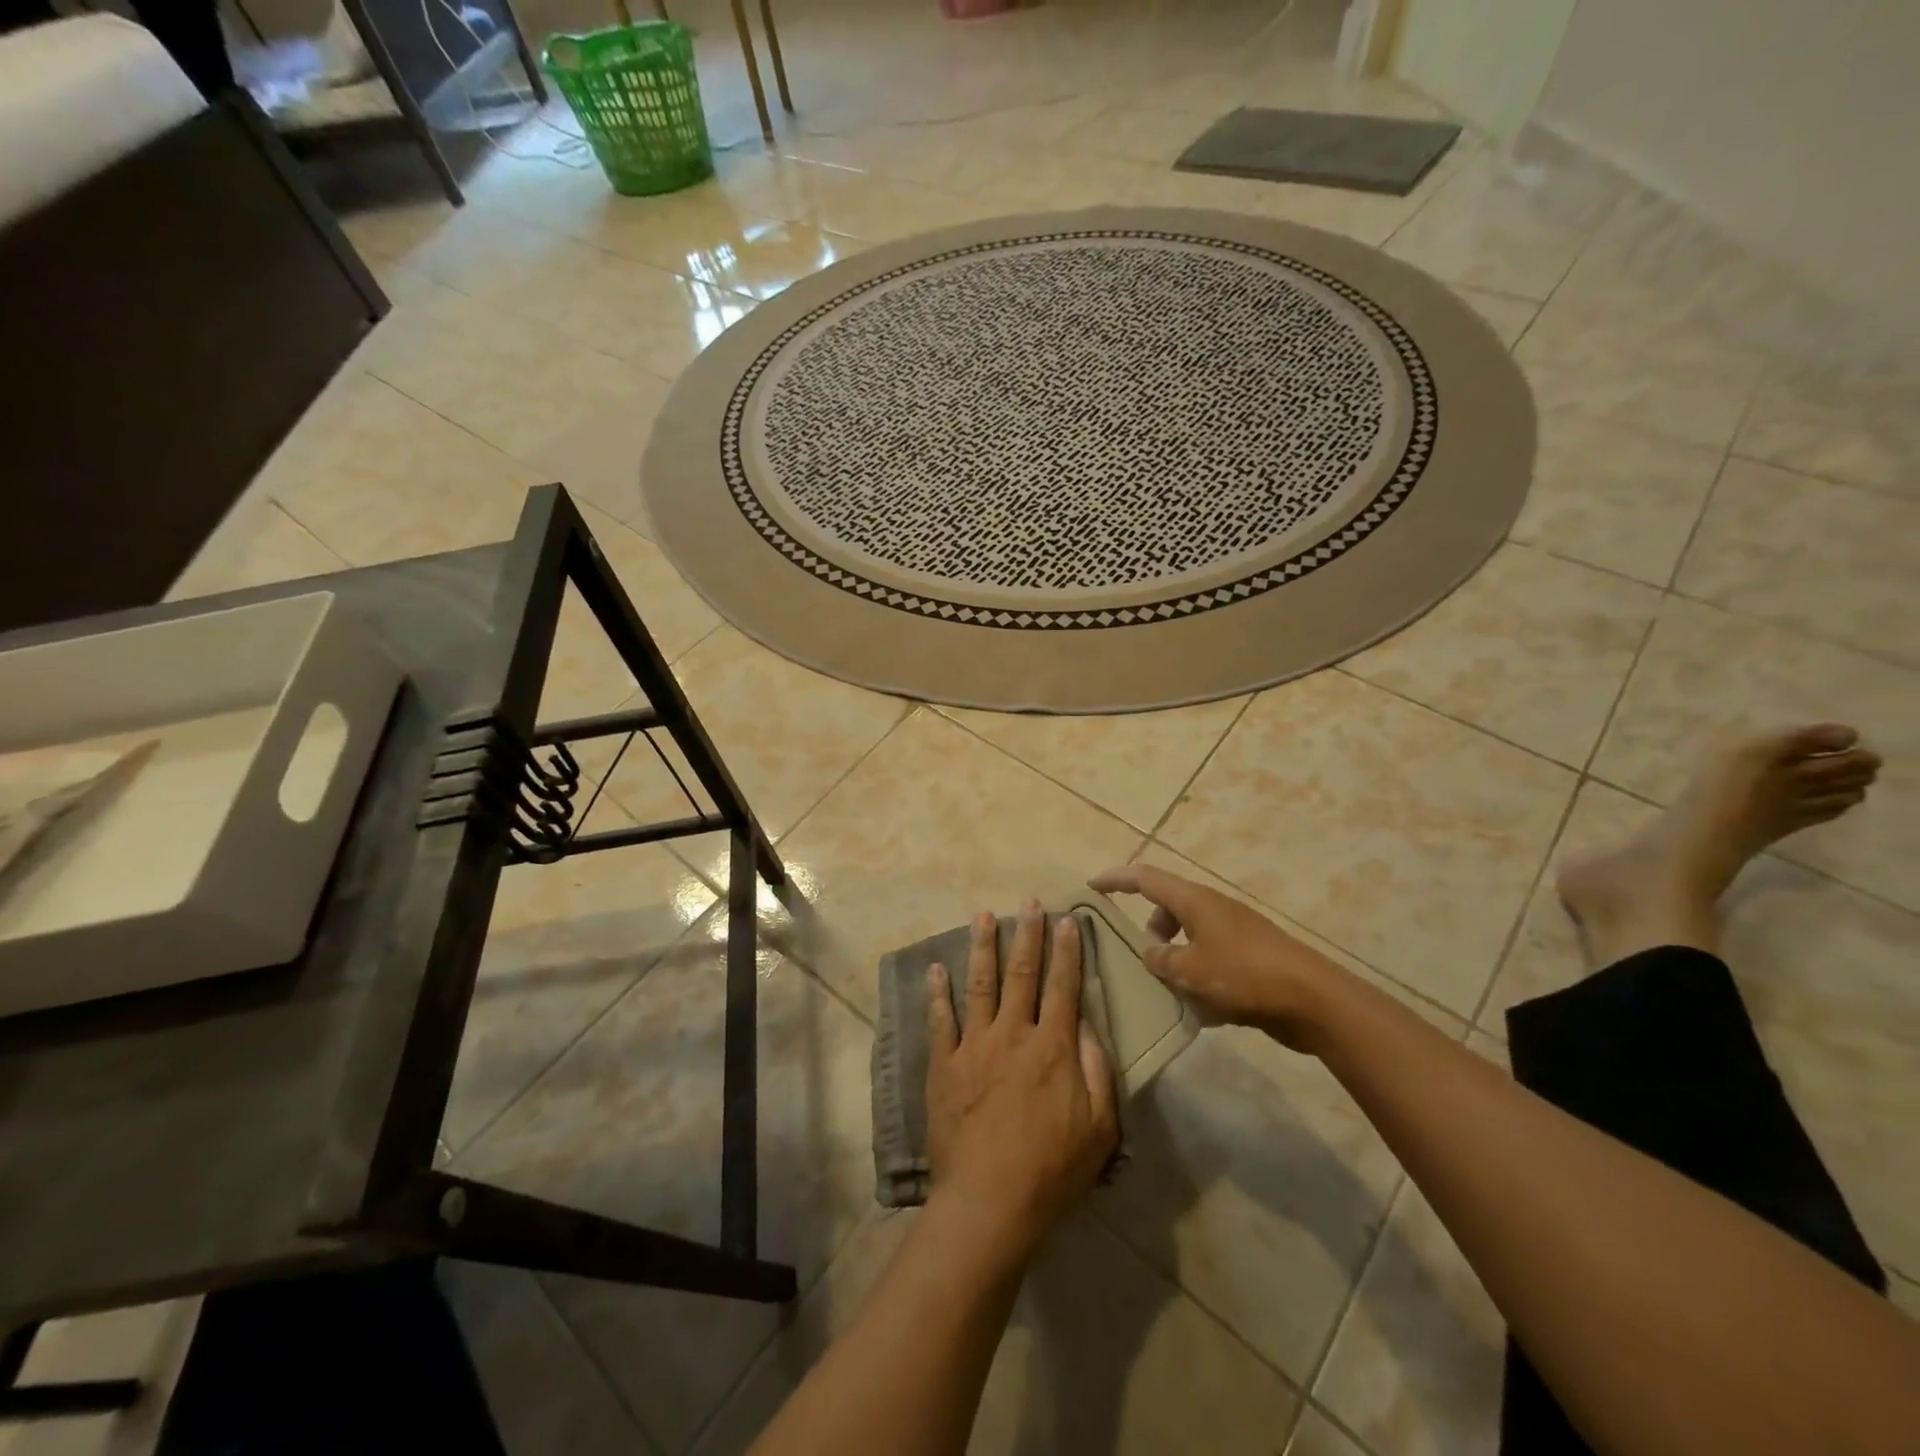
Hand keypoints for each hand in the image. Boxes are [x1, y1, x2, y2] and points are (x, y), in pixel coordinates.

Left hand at [925, 903, 1118, 1260]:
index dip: (1068, 951)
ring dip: (982, 947)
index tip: (1068, 920)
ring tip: (982, 915)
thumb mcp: (1100, 1127)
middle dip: (1028, 934)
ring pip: (979, 984)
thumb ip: (1097, 1070)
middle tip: (1028, 903)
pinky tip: (935, 968)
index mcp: (1052, 1048)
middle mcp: (1012, 1034)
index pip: (1063, 987)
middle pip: (1022, 974)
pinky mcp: (944, 1064)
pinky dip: (937, 992)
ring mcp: (974, 1046)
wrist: (989, 1201)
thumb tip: (1085, 1023)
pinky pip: (939, 1020)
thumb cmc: (1052, 1169)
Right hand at [1088, 864, 1346, 1046]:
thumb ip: (1161, 960)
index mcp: (1194, 901)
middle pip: (1168, 907)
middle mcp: (1212, 909)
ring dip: (1174, 957)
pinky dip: (1198, 975)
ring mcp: (1234, 932)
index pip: (1145, 878)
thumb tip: (1151, 953)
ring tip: (1169, 989)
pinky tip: (1202, 1008)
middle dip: (1150, 929)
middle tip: (1140, 958)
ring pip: (1189, 936)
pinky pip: (1210, 958)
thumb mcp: (1190, 970)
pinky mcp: (1250, 957)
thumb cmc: (1244, 975)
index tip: (1091, 886)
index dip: (1116, 879)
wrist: (1312, 1000)